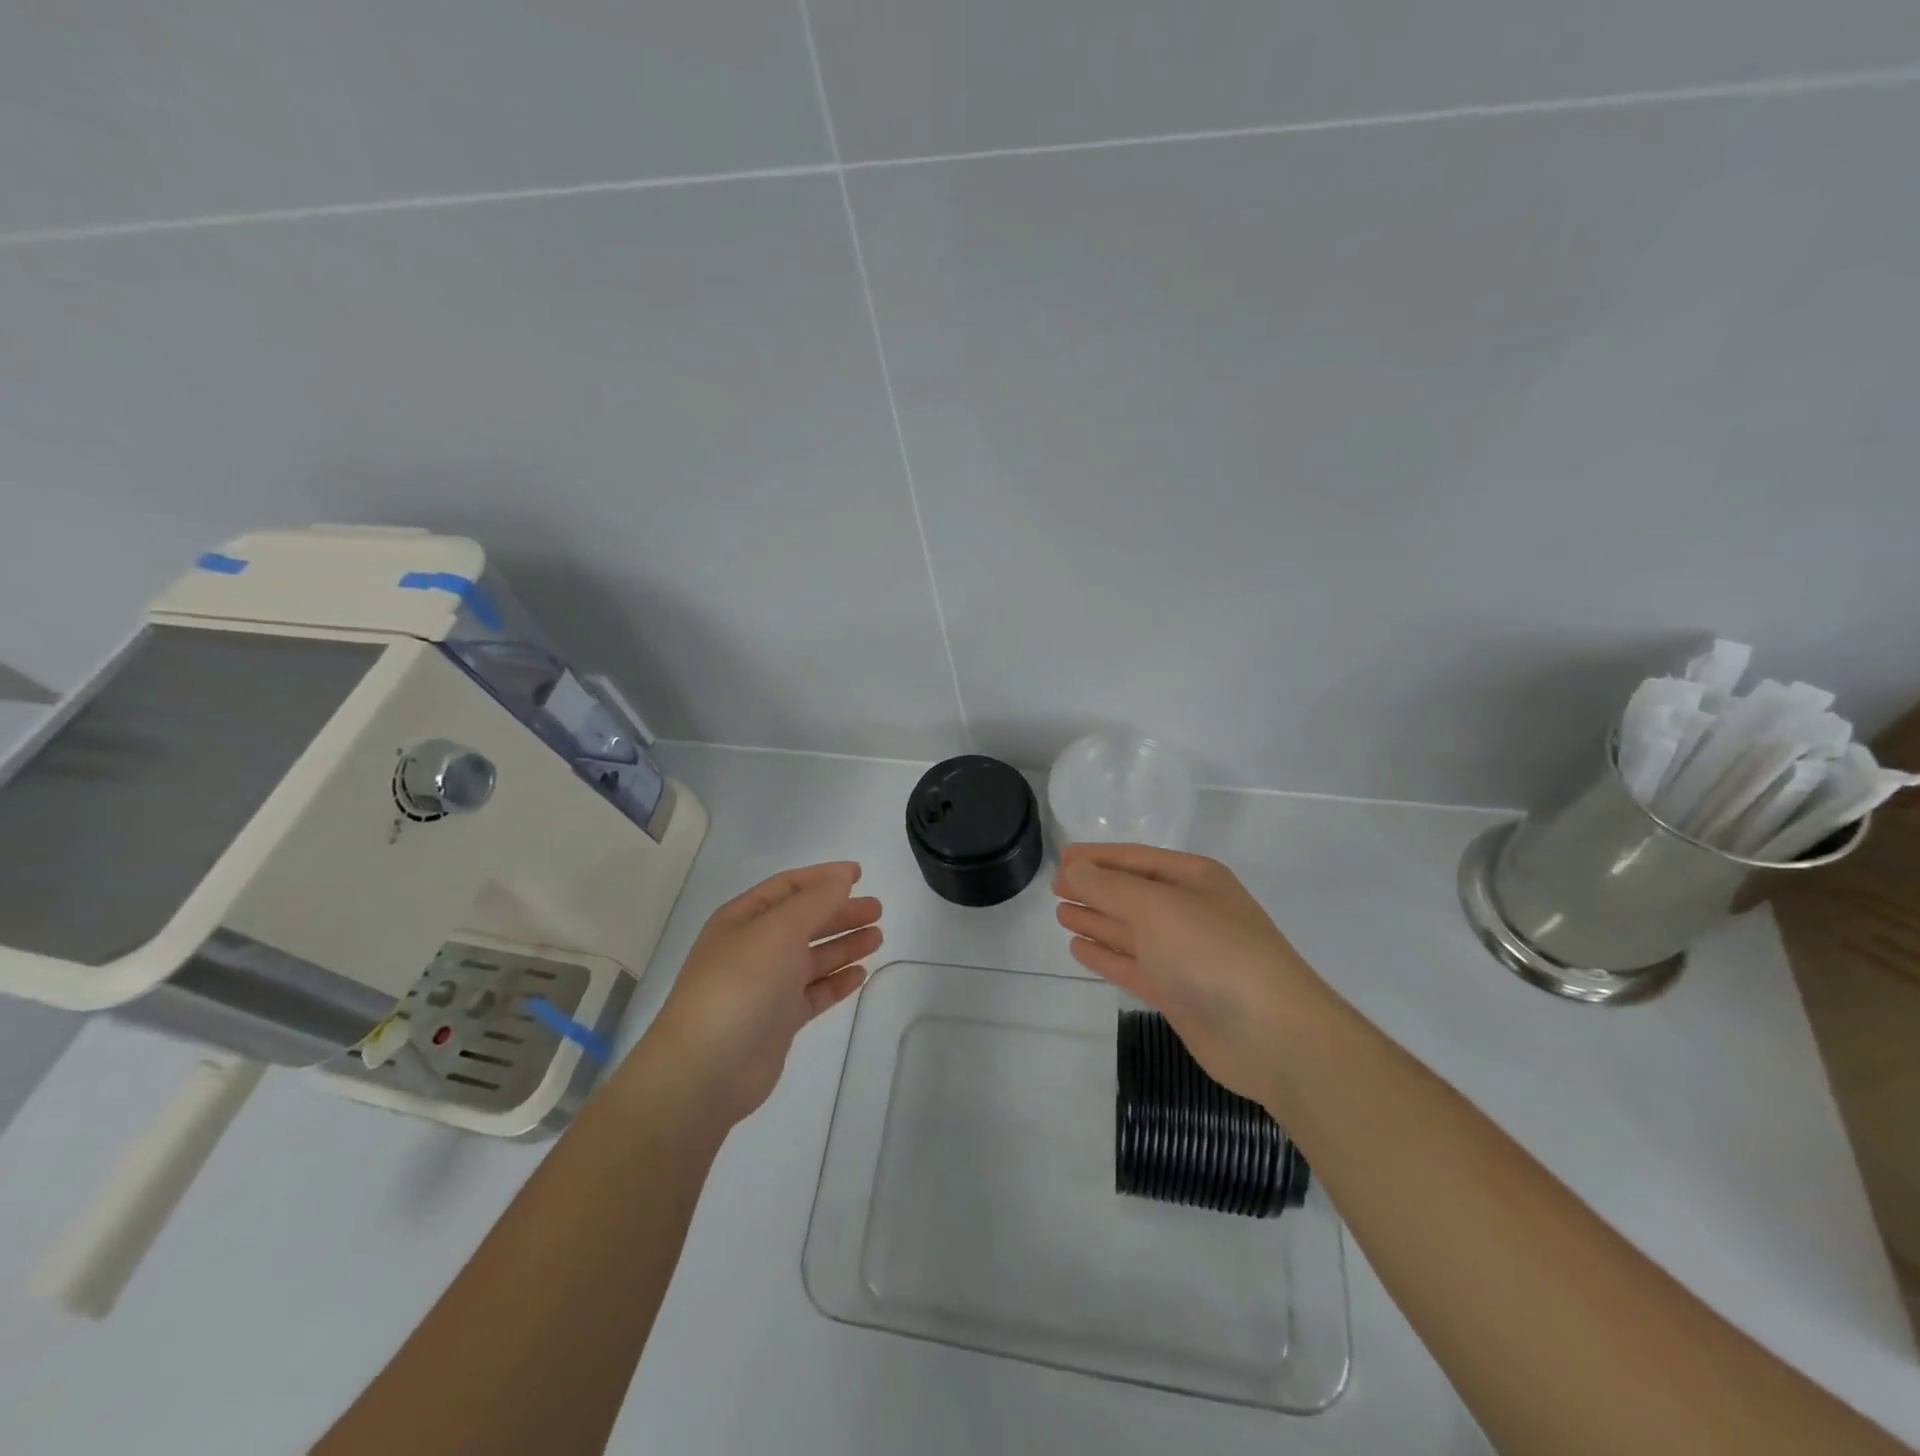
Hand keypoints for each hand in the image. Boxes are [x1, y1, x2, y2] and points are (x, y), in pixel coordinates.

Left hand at [638, 862, 880, 1130]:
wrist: (706, 1069)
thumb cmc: (741, 984)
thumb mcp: (779, 930)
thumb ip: (815, 901)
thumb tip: (841, 878)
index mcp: (743, 919)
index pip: (788, 886)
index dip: (823, 877)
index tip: (859, 874)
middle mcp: (754, 948)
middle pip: (804, 921)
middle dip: (839, 912)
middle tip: (877, 910)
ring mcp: (766, 986)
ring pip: (812, 957)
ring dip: (844, 945)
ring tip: (878, 937)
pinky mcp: (778, 1021)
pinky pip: (814, 993)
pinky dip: (836, 981)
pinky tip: (861, 974)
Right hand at [1053, 843, 1326, 1107]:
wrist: (1272, 1034)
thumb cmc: (1212, 952)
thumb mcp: (1155, 907)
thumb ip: (1108, 887)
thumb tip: (1073, 869)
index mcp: (1195, 879)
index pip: (1136, 859)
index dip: (1098, 857)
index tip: (1062, 858)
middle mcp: (1190, 912)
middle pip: (1132, 894)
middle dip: (1095, 889)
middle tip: (1056, 888)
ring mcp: (1185, 955)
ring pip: (1131, 931)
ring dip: (1097, 920)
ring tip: (1061, 914)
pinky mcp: (1179, 993)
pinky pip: (1134, 966)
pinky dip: (1107, 956)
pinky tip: (1080, 948)